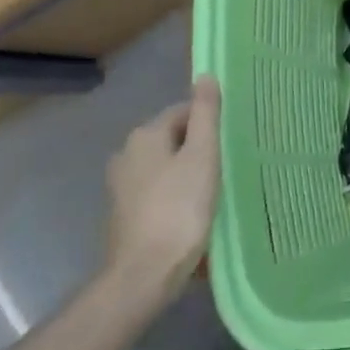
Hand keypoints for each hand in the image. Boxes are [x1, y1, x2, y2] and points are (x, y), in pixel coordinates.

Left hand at [103, 76, 221, 302]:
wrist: (144, 274)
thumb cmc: (179, 209)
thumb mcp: (202, 156)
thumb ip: (205, 114)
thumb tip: (204, 75)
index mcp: (144, 135)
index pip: (183, 112)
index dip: (209, 124)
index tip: (229, 145)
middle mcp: (126, 153)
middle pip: (172, 138)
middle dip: (198, 148)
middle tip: (224, 168)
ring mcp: (120, 185)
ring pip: (165, 165)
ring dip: (186, 173)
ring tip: (212, 191)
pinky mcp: (122, 213)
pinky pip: (156, 190)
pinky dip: (174, 194)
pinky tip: (190, 212)